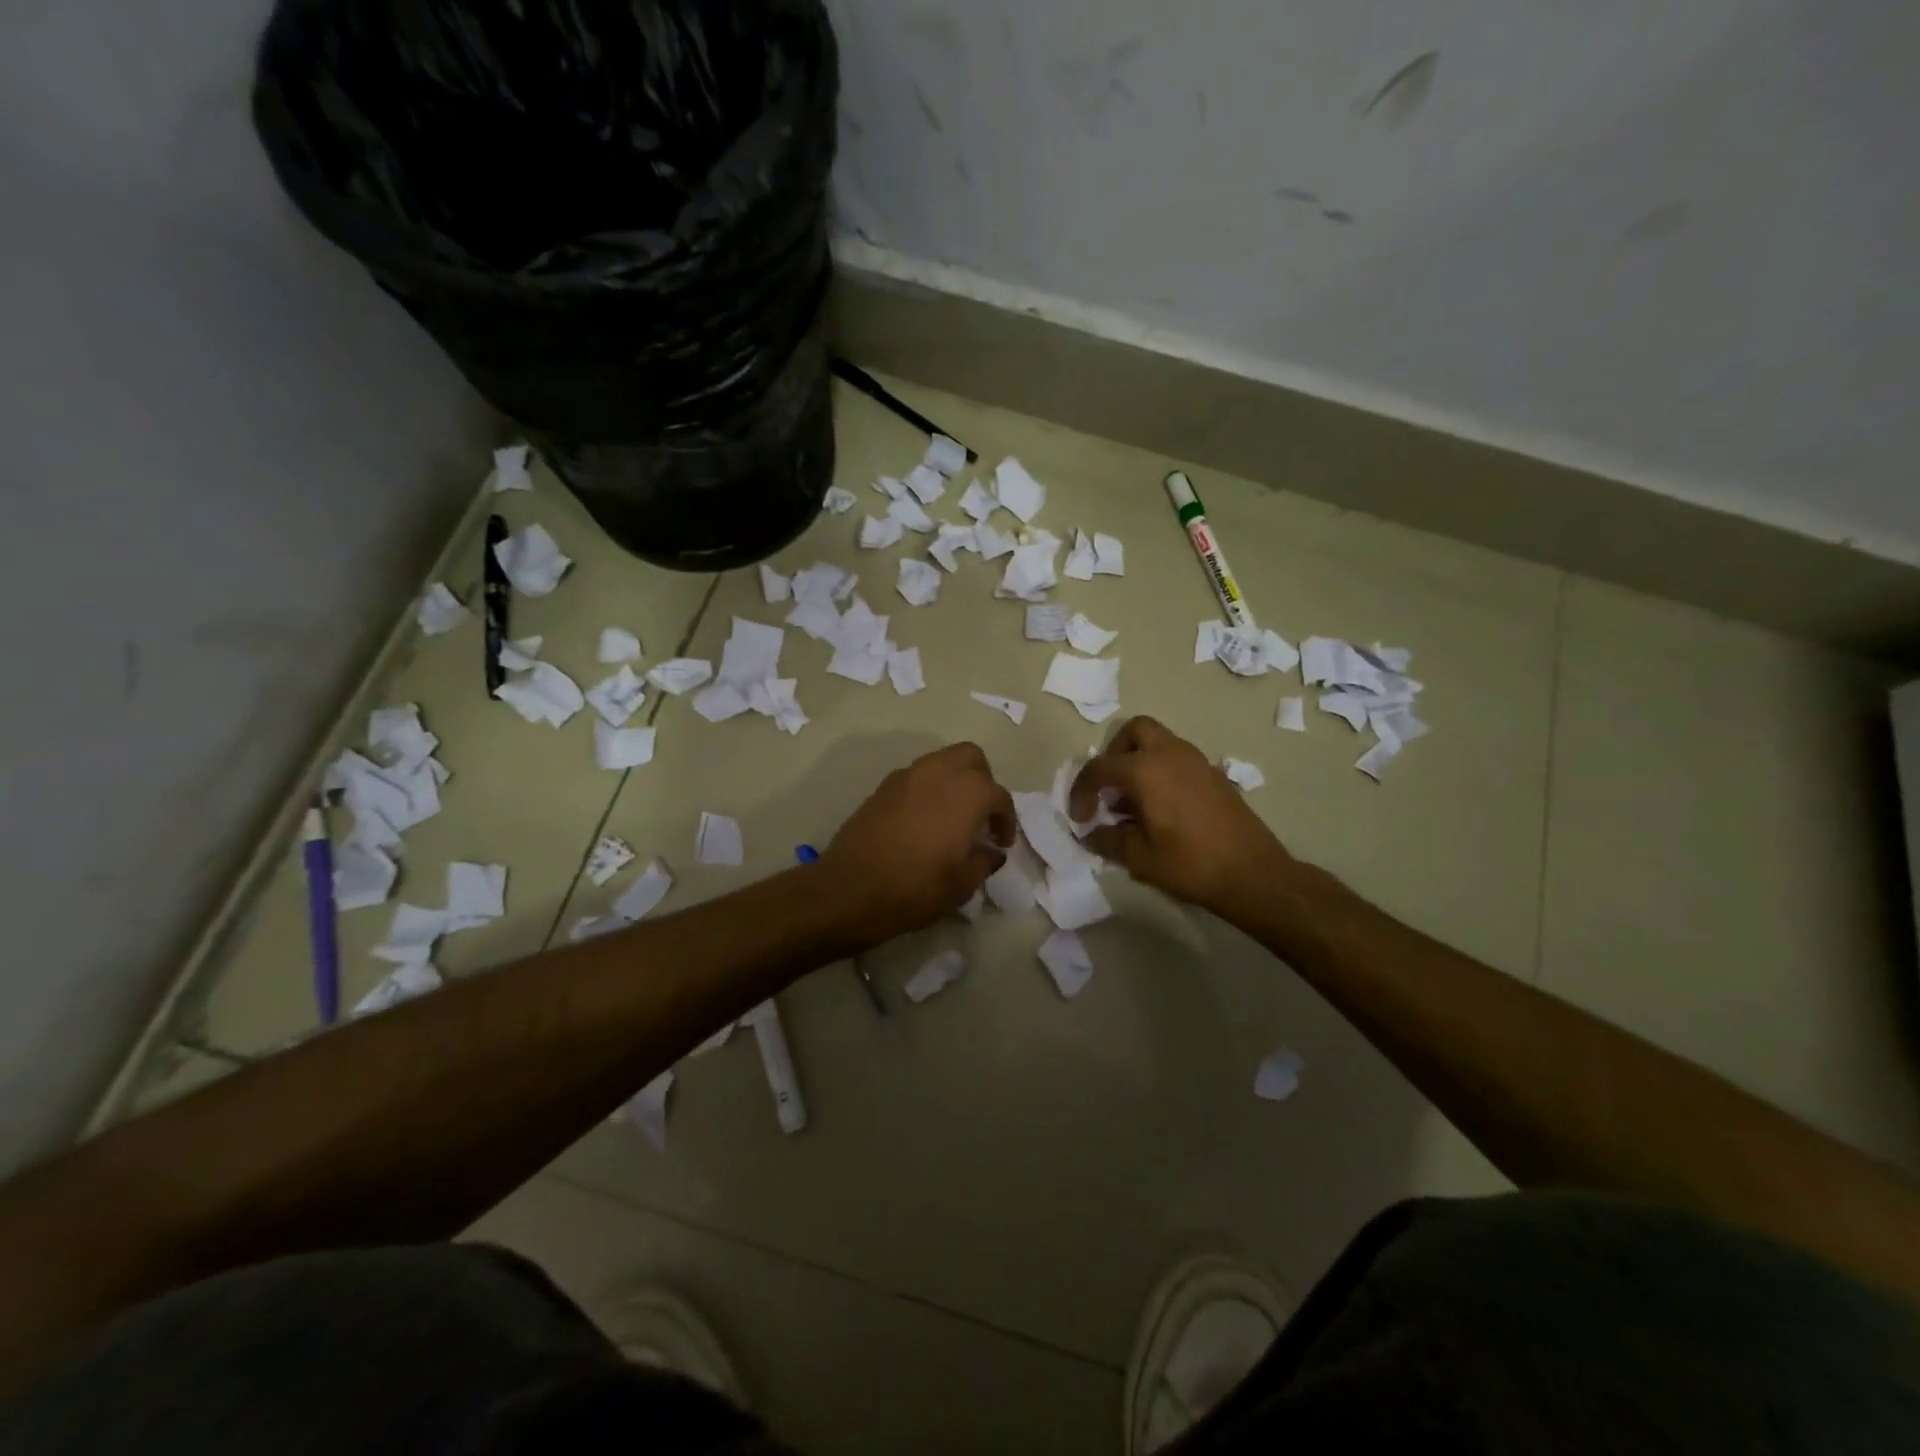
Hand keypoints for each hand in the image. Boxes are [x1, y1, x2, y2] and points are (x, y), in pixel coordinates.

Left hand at [821, 742, 1015, 944]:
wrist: (850, 889)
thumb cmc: (916, 887)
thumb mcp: (961, 884)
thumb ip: (984, 861)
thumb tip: (992, 852)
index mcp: (967, 792)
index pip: (998, 795)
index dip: (1006, 820)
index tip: (1001, 842)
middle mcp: (938, 772)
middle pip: (971, 757)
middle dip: (982, 780)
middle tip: (981, 812)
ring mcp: (907, 776)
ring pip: (941, 761)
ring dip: (954, 781)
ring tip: (954, 816)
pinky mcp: (882, 787)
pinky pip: (916, 777)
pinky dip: (929, 789)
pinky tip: (925, 820)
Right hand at [1069, 716, 1296, 915]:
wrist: (1252, 874)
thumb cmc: (1189, 863)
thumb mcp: (1138, 857)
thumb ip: (1107, 840)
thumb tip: (1089, 833)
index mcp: (1146, 770)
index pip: (1100, 768)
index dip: (1081, 791)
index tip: (1080, 817)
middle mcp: (1170, 754)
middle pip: (1134, 731)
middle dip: (1114, 753)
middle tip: (1109, 787)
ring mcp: (1196, 761)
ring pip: (1158, 742)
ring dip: (1138, 762)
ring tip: (1132, 803)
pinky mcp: (1214, 775)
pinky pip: (1177, 759)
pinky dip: (1160, 771)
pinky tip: (1160, 809)